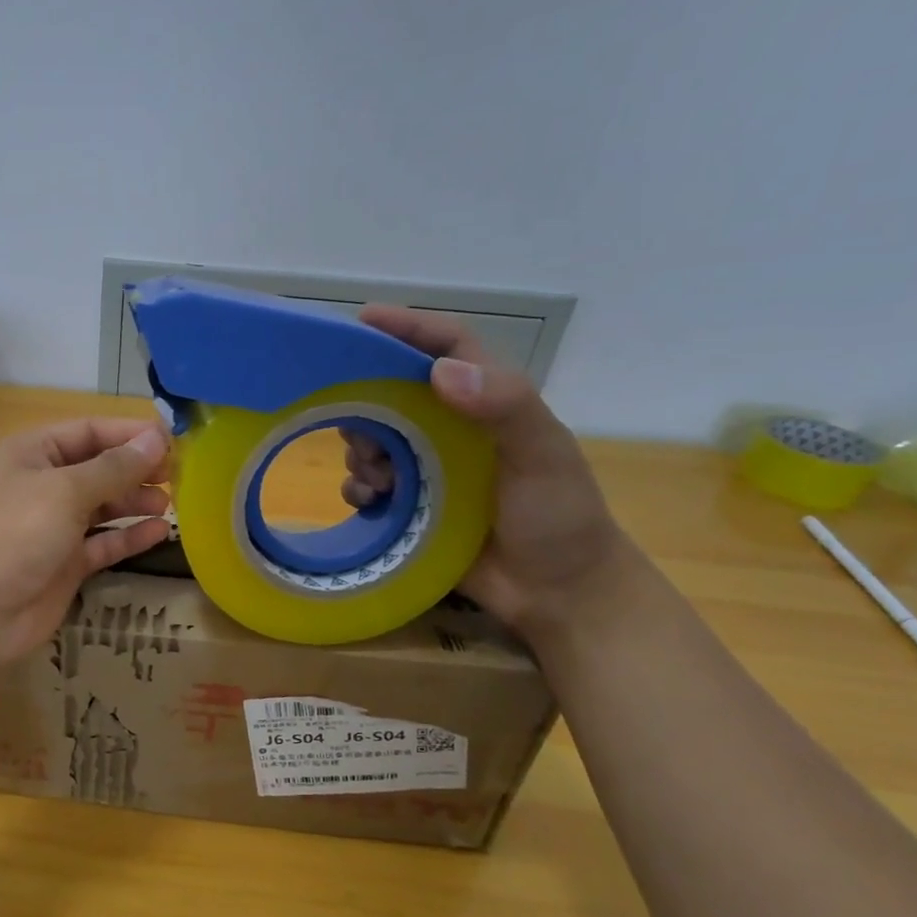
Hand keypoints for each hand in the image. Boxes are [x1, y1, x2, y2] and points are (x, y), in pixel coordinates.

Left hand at [0, 417, 172, 668]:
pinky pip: (103, 543)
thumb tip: (156, 439)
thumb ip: (114, 468)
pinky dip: (129, 537)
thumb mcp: (65, 491)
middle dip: (136, 468)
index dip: (129, 433)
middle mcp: (42, 485)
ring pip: (103, 506)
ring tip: (171, 502)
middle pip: (98, 468)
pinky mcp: (64, 565)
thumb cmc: (14, 534)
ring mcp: (52, 527)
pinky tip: (160, 532)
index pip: (88, 431)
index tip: (173, 440)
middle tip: (179, 474)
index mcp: (32, 454)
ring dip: (135, 501)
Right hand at [345, 307, 632, 635]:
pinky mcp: (411, 506)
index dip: (407, 327)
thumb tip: (439, 372)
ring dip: (360, 451)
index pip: (447, 346)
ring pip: (373, 439)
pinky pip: (368, 484)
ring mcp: (429, 469)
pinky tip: (369, 502)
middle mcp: (452, 428)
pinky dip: (358, 488)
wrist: (558, 596)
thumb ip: (504, 407)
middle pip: (393, 392)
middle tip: (356, 427)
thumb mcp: (543, 457)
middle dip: (366, 403)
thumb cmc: (560, 519)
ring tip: (374, 478)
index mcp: (488, 403)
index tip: (361, 320)